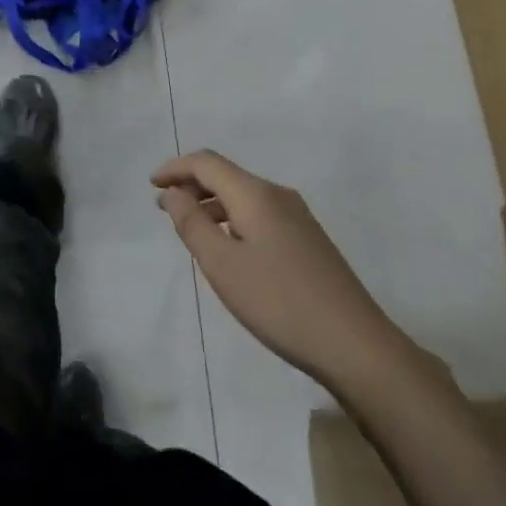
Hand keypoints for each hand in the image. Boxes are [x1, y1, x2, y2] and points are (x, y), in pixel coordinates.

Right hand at [153, 152, 392, 390]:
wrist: (353, 343)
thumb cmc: (278, 302)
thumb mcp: (222, 265)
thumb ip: (192, 223)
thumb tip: (174, 192)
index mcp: (256, 195)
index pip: (207, 163)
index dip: (176, 168)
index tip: (151, 184)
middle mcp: (278, 195)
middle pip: (227, 175)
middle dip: (192, 185)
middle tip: (164, 208)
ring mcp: (298, 217)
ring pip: (244, 196)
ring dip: (212, 203)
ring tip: (190, 228)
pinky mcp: (308, 239)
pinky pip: (259, 214)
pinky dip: (233, 218)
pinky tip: (228, 247)